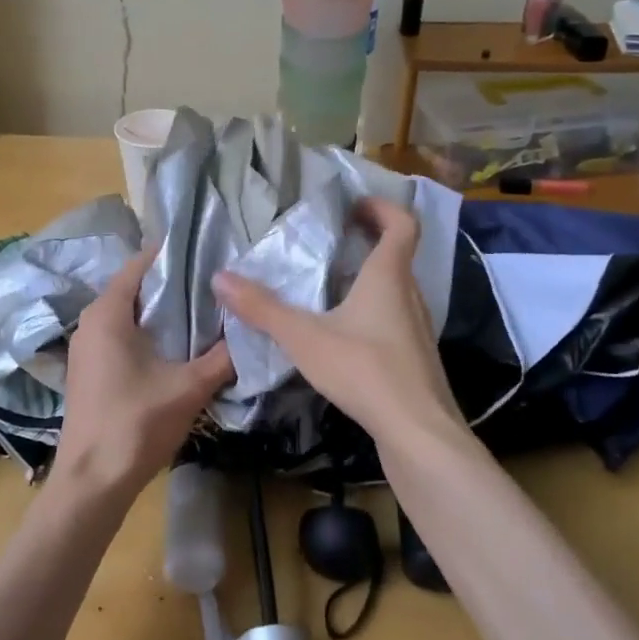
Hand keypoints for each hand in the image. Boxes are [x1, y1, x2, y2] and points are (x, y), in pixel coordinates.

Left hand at [57, 249, 233, 500]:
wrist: (92, 482)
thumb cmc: (136, 424)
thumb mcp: (189, 387)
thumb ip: (222, 357)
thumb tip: (250, 331)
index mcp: (107, 313)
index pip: (141, 264)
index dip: (175, 256)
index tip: (210, 255)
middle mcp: (90, 322)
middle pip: (135, 289)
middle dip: (174, 286)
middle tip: (214, 286)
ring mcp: (86, 349)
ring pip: (128, 315)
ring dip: (162, 313)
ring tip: (204, 313)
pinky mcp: (89, 372)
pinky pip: (121, 337)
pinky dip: (148, 334)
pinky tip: (177, 349)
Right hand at [213, 197, 468, 450]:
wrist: (418, 433)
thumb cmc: (365, 370)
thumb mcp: (305, 338)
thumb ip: (263, 308)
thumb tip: (220, 278)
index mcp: (389, 277)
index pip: (402, 224)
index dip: (382, 208)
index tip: (354, 206)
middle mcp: (410, 295)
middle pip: (398, 255)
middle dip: (369, 241)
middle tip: (334, 240)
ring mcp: (418, 329)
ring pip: (397, 290)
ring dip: (370, 278)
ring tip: (332, 285)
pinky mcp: (416, 358)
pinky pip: (395, 319)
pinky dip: (373, 311)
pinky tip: (346, 334)